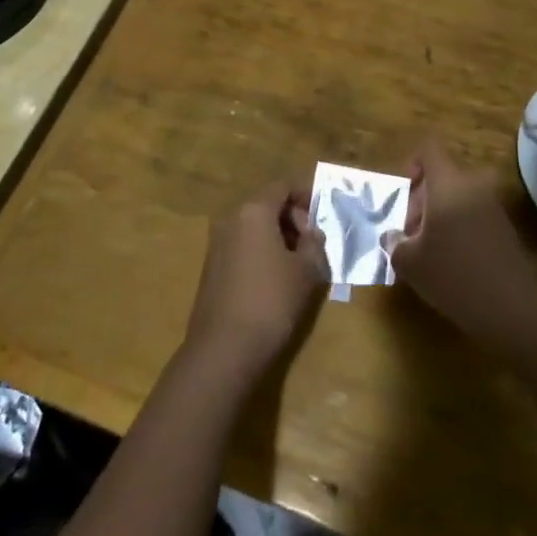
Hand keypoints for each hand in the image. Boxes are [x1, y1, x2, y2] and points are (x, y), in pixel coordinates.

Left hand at [184, 183, 328, 377]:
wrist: (224, 349)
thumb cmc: (271, 301)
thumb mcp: (306, 271)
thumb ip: (314, 243)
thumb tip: (311, 233)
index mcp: (254, 211)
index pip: (283, 186)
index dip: (306, 194)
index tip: (324, 214)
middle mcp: (231, 218)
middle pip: (267, 204)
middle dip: (293, 217)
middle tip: (314, 243)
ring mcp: (217, 242)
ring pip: (254, 226)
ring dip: (278, 235)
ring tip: (300, 262)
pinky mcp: (212, 266)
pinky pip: (243, 245)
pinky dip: (262, 250)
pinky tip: (277, 277)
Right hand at [384, 137, 536, 331]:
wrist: (511, 307)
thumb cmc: (453, 275)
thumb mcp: (410, 262)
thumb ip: (394, 243)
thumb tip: (392, 237)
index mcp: (448, 184)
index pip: (429, 150)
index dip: (413, 165)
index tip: (403, 195)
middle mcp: (473, 185)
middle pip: (441, 176)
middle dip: (420, 200)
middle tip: (409, 234)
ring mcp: (492, 205)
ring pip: (457, 196)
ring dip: (439, 215)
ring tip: (427, 250)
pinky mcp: (504, 227)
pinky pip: (472, 213)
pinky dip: (457, 227)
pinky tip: (450, 260)